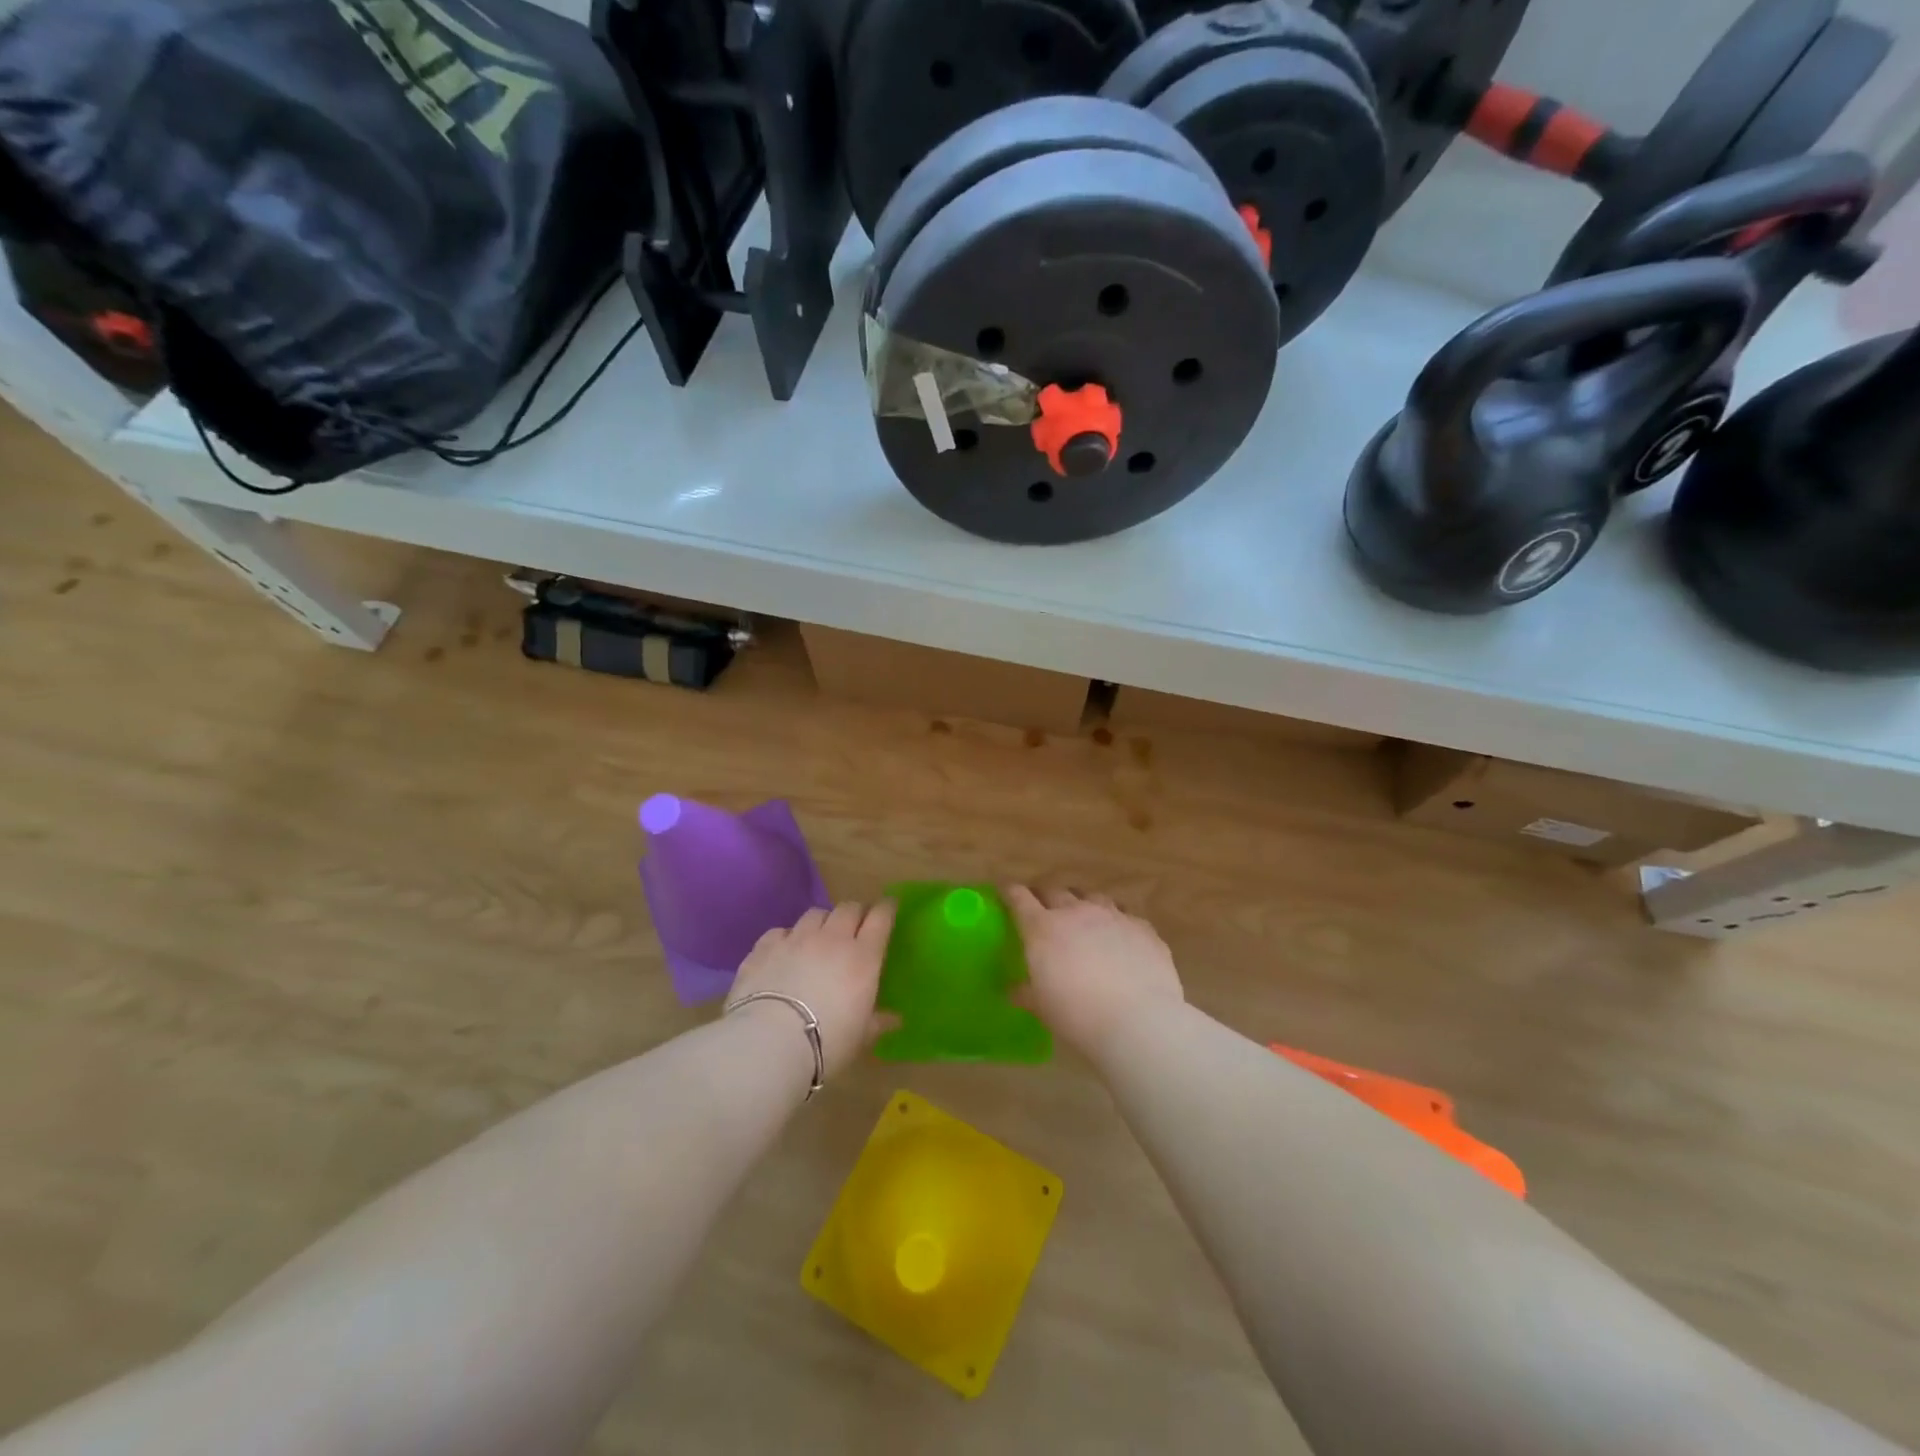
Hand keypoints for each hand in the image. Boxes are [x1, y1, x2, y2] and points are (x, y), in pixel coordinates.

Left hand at [729, 900, 895, 1077]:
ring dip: (823, 922)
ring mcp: (796, 939)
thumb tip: (896, 1020)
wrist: (769, 1043)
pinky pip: (781, 931)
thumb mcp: (861, 1037)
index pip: (880, 918)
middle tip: (856, 926)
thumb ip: (878, 1022)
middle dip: (855, 913)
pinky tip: (784, 953)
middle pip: (848, 908)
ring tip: (819, 938)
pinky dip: (787, 938)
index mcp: (863, 957)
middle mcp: (832, 939)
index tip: (889, 907)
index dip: (887, 908)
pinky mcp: (765, 947)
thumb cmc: (827, 1042)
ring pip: (815, 914)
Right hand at [1004, 886, 1183, 1061]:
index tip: (1007, 893)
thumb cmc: (1078, 1016)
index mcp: (1043, 928)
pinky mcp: (1142, 928)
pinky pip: (1125, 915)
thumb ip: (1026, 993)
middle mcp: (1076, 912)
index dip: (1011, 893)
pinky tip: (1119, 938)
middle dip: (1045, 897)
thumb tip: (1012, 990)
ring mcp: (1112, 916)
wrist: (1138, 1021)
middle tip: (1043, 910)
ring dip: (1082, 904)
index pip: (1020, 898)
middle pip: (1055, 891)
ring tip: (1083, 919)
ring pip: (1092, 897)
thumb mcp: (1042, 1007)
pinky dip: (1116, 922)